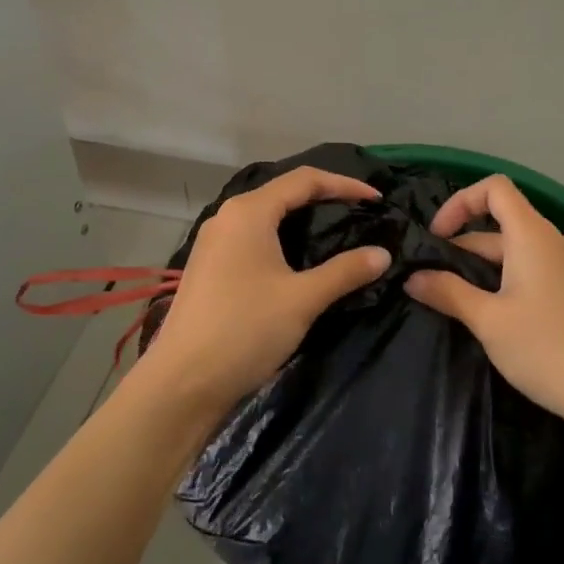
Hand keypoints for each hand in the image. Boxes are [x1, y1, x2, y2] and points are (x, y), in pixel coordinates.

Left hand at [145, 167, 390, 410]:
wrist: (181, 384)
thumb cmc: (244, 330)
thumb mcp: (302, 299)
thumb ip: (345, 272)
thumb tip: (383, 253)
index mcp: (249, 211)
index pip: (305, 179)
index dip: (345, 184)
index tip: (377, 200)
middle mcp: (228, 217)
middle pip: (284, 193)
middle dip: (325, 199)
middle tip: (361, 214)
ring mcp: (214, 242)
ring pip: (267, 216)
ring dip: (303, 220)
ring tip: (337, 234)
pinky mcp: (210, 266)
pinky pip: (254, 238)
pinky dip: (283, 239)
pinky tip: (300, 262)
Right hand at [407, 175, 563, 428]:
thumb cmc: (548, 348)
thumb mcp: (489, 320)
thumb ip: (448, 292)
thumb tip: (412, 277)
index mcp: (531, 234)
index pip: (494, 188)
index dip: (460, 202)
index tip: (437, 238)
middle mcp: (549, 241)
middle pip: (499, 222)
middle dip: (461, 245)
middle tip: (429, 279)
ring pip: (512, 251)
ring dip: (478, 267)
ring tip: (451, 300)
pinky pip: (527, 270)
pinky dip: (500, 280)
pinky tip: (487, 315)